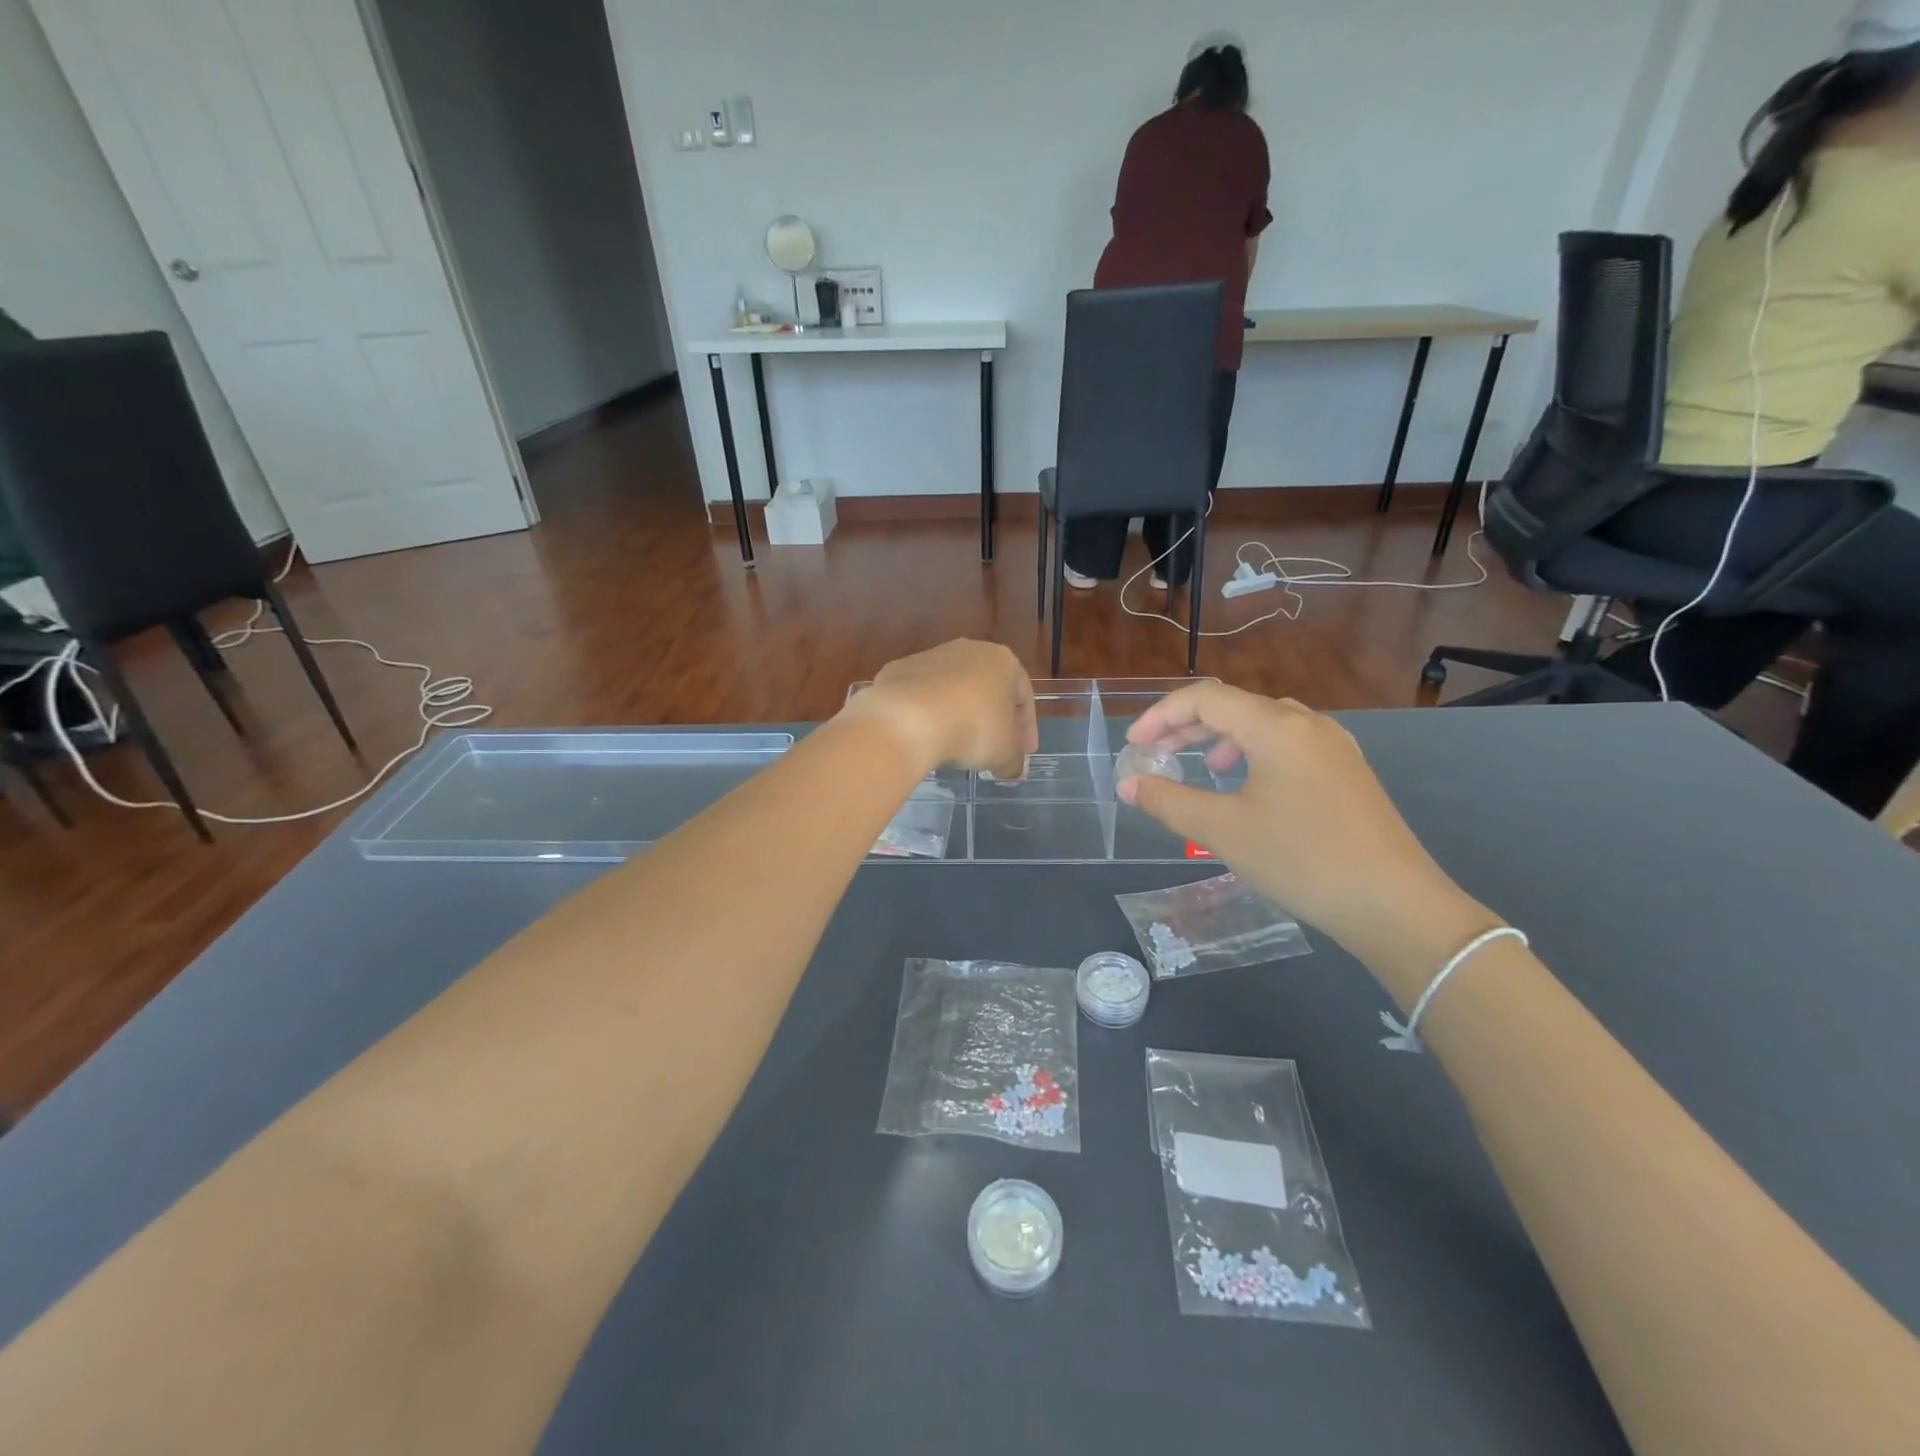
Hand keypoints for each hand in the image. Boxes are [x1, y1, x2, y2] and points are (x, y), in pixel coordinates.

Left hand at [845, 640, 1037, 779]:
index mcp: (1002, 661)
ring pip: (952, 688)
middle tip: (992, 748)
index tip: (1023, 752)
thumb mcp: (1004, 753)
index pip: (1024, 695)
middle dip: (992, 718)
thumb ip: (1015, 760)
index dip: (1026, 728)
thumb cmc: (972, 729)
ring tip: (956, 744)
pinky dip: (926, 713)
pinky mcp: (897, 669)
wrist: (907, 719)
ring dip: (958, 713)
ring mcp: (929, 656)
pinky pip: (920, 694)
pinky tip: (925, 736)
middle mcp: (968, 650)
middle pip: (987, 688)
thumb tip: (1014, 769)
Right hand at [1117, 683, 1487, 962]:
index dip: (1161, 715)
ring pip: (1265, 724)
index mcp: (1277, 726)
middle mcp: (1308, 723)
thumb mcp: (1223, 830)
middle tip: (1156, 753)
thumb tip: (1128, 784)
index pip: (1205, 698)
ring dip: (1223, 739)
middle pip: (1236, 706)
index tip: (1134, 746)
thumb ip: (1167, 801)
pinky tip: (1249, 787)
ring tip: (1203, 767)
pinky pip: (1290, 745)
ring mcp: (1334, 747)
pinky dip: (1255, 753)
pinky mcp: (1348, 772)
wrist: (1395, 906)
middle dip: (1188, 726)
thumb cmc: (1301, 859)